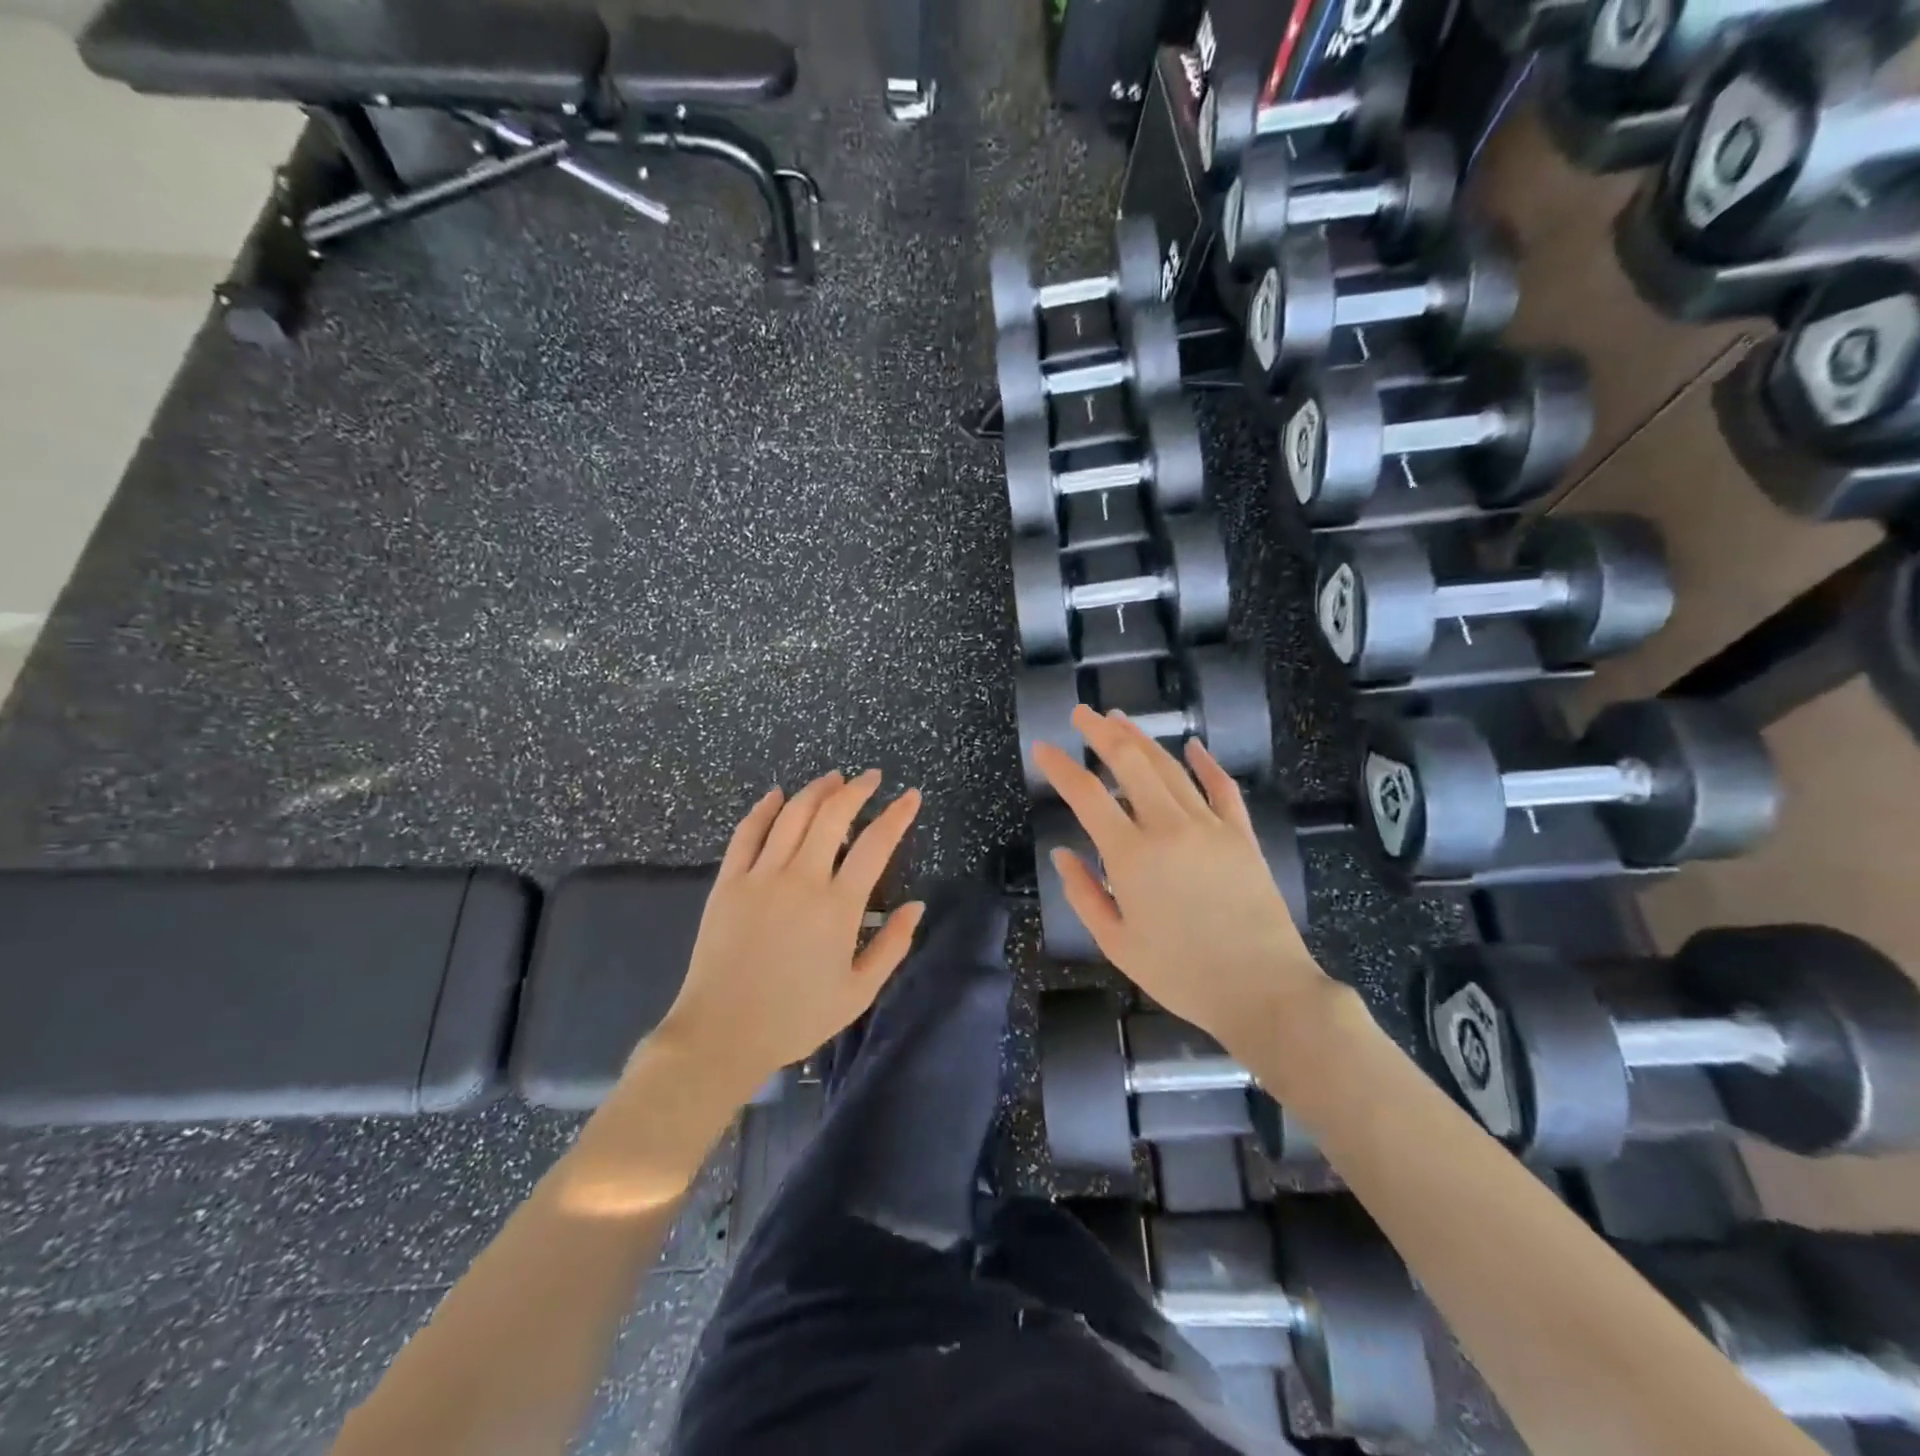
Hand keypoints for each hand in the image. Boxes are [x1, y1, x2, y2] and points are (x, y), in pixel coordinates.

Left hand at [651, 770, 923, 1097]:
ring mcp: (761, 876)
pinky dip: (764, 809)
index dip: (897, 815)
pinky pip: (747, 833)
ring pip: (792, 815)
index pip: (876, 844)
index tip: (911, 796)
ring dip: (816, 791)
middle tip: (871, 778)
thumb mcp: (858, 992)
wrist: (722, 1033)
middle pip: (833, 815)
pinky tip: (776, 795)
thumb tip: (917, 905)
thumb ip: (892, 946)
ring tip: (833, 778)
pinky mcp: (728, 882)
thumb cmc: (796, 1017)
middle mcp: (801, 879)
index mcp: (838, 906)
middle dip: (857, 789)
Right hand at [1031, 707, 1325, 1051]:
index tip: (1042, 747)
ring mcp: (1210, 826)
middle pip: (1130, 763)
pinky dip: (1206, 763)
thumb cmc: (1182, 974)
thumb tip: (1062, 852)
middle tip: (1082, 713)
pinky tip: (1194, 747)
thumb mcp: (1117, 944)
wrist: (1264, 990)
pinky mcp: (1241, 835)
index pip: (1087, 795)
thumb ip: (1084, 894)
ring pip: (1170, 768)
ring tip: (1120, 719)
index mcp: (1131, 855)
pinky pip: (1222, 788)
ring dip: (1142, 739)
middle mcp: (1168, 827)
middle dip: (1101, 732)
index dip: (1060, 766)